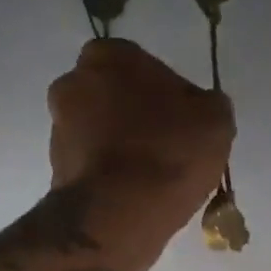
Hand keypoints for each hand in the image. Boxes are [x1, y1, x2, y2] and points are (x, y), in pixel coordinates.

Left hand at [48, 39, 234, 217]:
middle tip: (168, 149)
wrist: (117, 216)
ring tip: (152, 180)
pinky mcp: (55, 169)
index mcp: (110, 55)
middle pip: (116, 97)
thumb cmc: (168, 154)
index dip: (167, 95)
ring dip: (122, 148)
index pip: (144, 66)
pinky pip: (93, 165)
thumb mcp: (215, 121)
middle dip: (138, 118)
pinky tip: (134, 196)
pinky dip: (110, 176)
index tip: (184, 124)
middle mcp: (74, 82)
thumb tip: (200, 110)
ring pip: (101, 132)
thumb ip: (209, 105)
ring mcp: (58, 127)